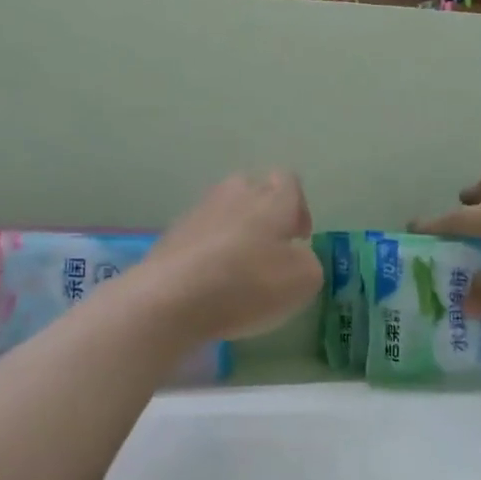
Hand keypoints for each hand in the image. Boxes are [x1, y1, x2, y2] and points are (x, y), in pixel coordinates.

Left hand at [139, 172, 322, 342]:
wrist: (171, 298)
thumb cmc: (247, 284)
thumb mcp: (303, 281)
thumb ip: (309, 262)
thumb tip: (295, 256)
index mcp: (271, 199)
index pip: (288, 180)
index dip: (298, 207)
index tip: (298, 239)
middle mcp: (234, 194)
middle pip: (254, 189)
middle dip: (265, 214)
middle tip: (270, 250)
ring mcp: (198, 211)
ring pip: (224, 211)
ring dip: (235, 233)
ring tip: (238, 270)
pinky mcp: (172, 234)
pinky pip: (200, 235)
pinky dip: (209, 251)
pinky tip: (209, 282)